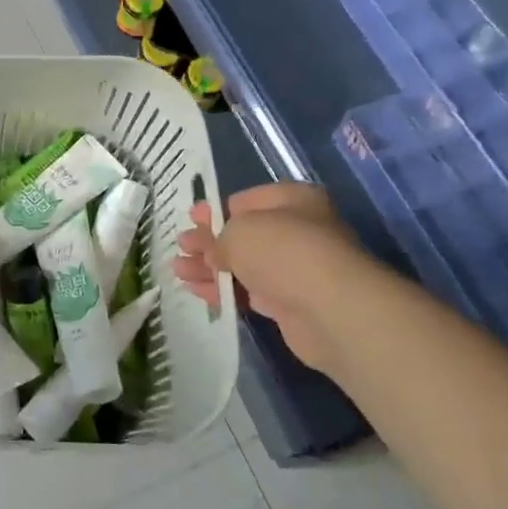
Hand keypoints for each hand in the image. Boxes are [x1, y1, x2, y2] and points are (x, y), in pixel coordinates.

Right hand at [172, 182, 357, 373]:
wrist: (329, 309)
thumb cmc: (283, 250)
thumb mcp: (238, 231)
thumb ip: (218, 238)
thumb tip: (213, 252)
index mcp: (292, 200)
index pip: (246, 200)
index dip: (216, 211)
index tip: (190, 219)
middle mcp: (298, 230)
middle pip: (244, 234)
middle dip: (209, 241)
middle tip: (181, 247)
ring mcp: (296, 269)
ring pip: (245, 264)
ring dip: (210, 267)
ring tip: (178, 270)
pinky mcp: (291, 303)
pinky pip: (249, 291)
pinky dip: (224, 290)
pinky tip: (196, 290)